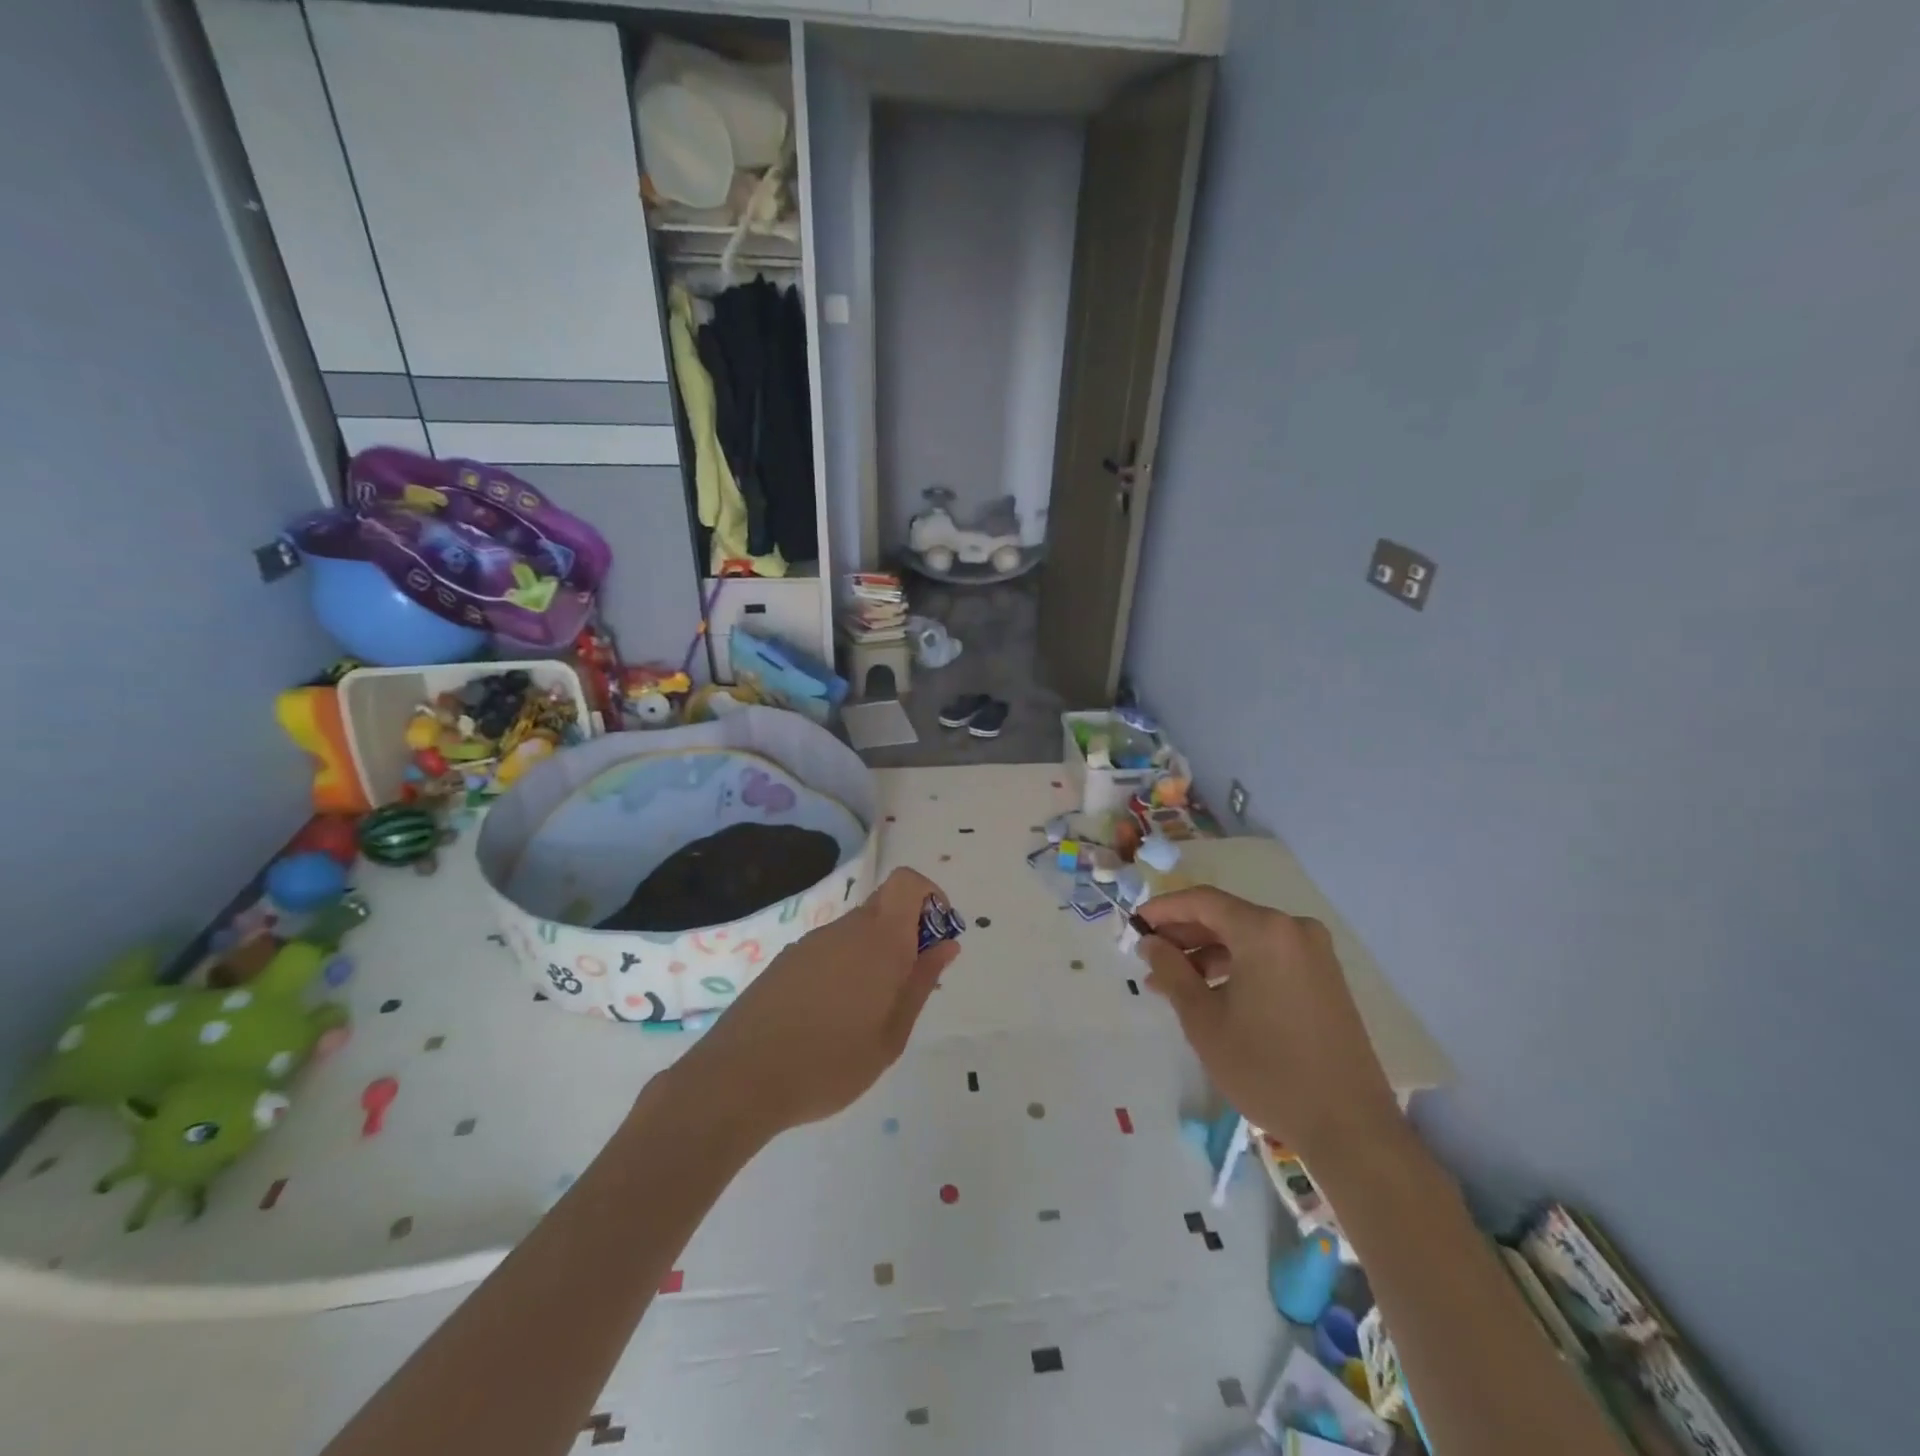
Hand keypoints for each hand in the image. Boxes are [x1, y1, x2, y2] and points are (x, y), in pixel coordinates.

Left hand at [669, 868, 961, 1141]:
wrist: (739, 1079)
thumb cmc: (830, 1064)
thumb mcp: (891, 1035)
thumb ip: (920, 983)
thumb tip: (946, 944)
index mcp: (880, 940)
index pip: (908, 882)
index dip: (930, 897)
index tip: (935, 937)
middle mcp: (846, 929)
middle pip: (885, 905)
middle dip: (907, 932)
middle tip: (907, 984)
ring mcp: (811, 942)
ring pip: (857, 929)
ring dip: (875, 953)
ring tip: (868, 1012)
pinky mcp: (786, 960)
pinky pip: (830, 948)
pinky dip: (845, 966)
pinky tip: (831, 1016)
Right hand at [1136, 886, 1400, 1161]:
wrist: (1349, 1126)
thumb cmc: (1266, 1068)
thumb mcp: (1203, 1020)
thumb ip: (1171, 971)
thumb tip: (1150, 942)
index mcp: (1264, 931)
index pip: (1202, 901)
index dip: (1163, 909)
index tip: (1134, 925)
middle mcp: (1293, 929)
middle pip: (1226, 916)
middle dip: (1184, 934)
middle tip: (1149, 956)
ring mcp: (1314, 953)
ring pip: (1247, 937)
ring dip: (1207, 953)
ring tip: (1173, 982)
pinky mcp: (1324, 977)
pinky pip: (1269, 955)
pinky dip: (1237, 965)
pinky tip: (1211, 992)